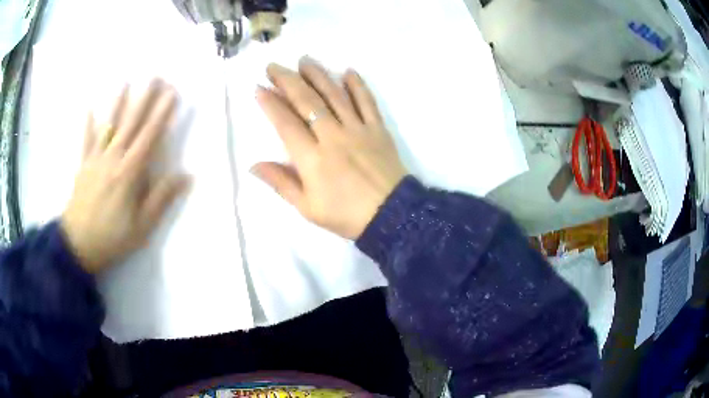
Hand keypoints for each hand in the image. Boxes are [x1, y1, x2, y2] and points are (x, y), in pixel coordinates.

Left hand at [61, 80, 189, 273]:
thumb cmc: (112, 238)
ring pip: (108, 126)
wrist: (78, 246)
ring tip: (125, 82)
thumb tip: (185, 175)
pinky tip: (89, 108)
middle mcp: (112, 159)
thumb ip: (161, 198)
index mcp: (129, 173)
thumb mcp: (142, 227)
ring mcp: (95, 160)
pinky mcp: (83, 166)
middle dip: (144, 99)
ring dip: (117, 103)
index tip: (172, 94)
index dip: (162, 114)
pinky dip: (87, 124)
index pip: (149, 136)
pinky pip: (86, 141)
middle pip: (130, 124)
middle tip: (155, 77)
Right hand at [252, 57, 407, 238]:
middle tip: (274, 66)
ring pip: (335, 95)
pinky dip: (358, 85)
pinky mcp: (378, 129)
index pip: (285, 123)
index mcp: (311, 158)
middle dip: (287, 81)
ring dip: (318, 75)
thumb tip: (253, 165)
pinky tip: (348, 71)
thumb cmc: (346, 215)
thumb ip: (280, 183)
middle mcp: (332, 136)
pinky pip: (367, 102)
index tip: (259, 87)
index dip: (270, 104)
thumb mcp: (307, 208)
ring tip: (304, 60)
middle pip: (307, 101)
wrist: (391, 215)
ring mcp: (357, 129)